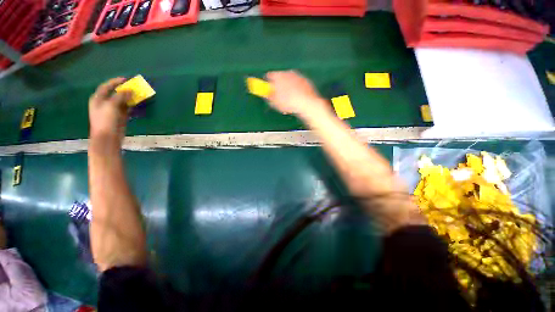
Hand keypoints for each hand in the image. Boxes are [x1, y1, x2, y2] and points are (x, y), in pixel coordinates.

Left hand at [88, 78, 132, 140]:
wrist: (108, 137)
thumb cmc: (106, 120)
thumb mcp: (111, 105)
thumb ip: (120, 96)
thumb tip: (130, 90)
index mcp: (98, 99)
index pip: (106, 87)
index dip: (114, 82)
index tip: (125, 79)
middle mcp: (104, 103)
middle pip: (115, 93)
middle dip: (124, 90)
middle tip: (133, 87)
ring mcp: (112, 111)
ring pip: (122, 101)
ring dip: (129, 97)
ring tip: (137, 94)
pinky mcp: (120, 117)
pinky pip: (126, 108)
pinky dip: (131, 105)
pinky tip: (137, 103)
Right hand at [266, 70, 328, 117]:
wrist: (307, 103)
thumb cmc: (288, 103)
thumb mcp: (275, 102)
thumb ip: (269, 96)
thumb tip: (266, 94)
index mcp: (278, 76)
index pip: (269, 76)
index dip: (268, 83)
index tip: (268, 89)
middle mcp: (288, 72)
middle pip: (280, 76)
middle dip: (278, 84)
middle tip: (278, 95)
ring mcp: (298, 75)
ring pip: (290, 80)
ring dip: (288, 86)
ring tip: (289, 98)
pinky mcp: (306, 80)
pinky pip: (298, 84)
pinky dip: (296, 88)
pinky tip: (297, 97)